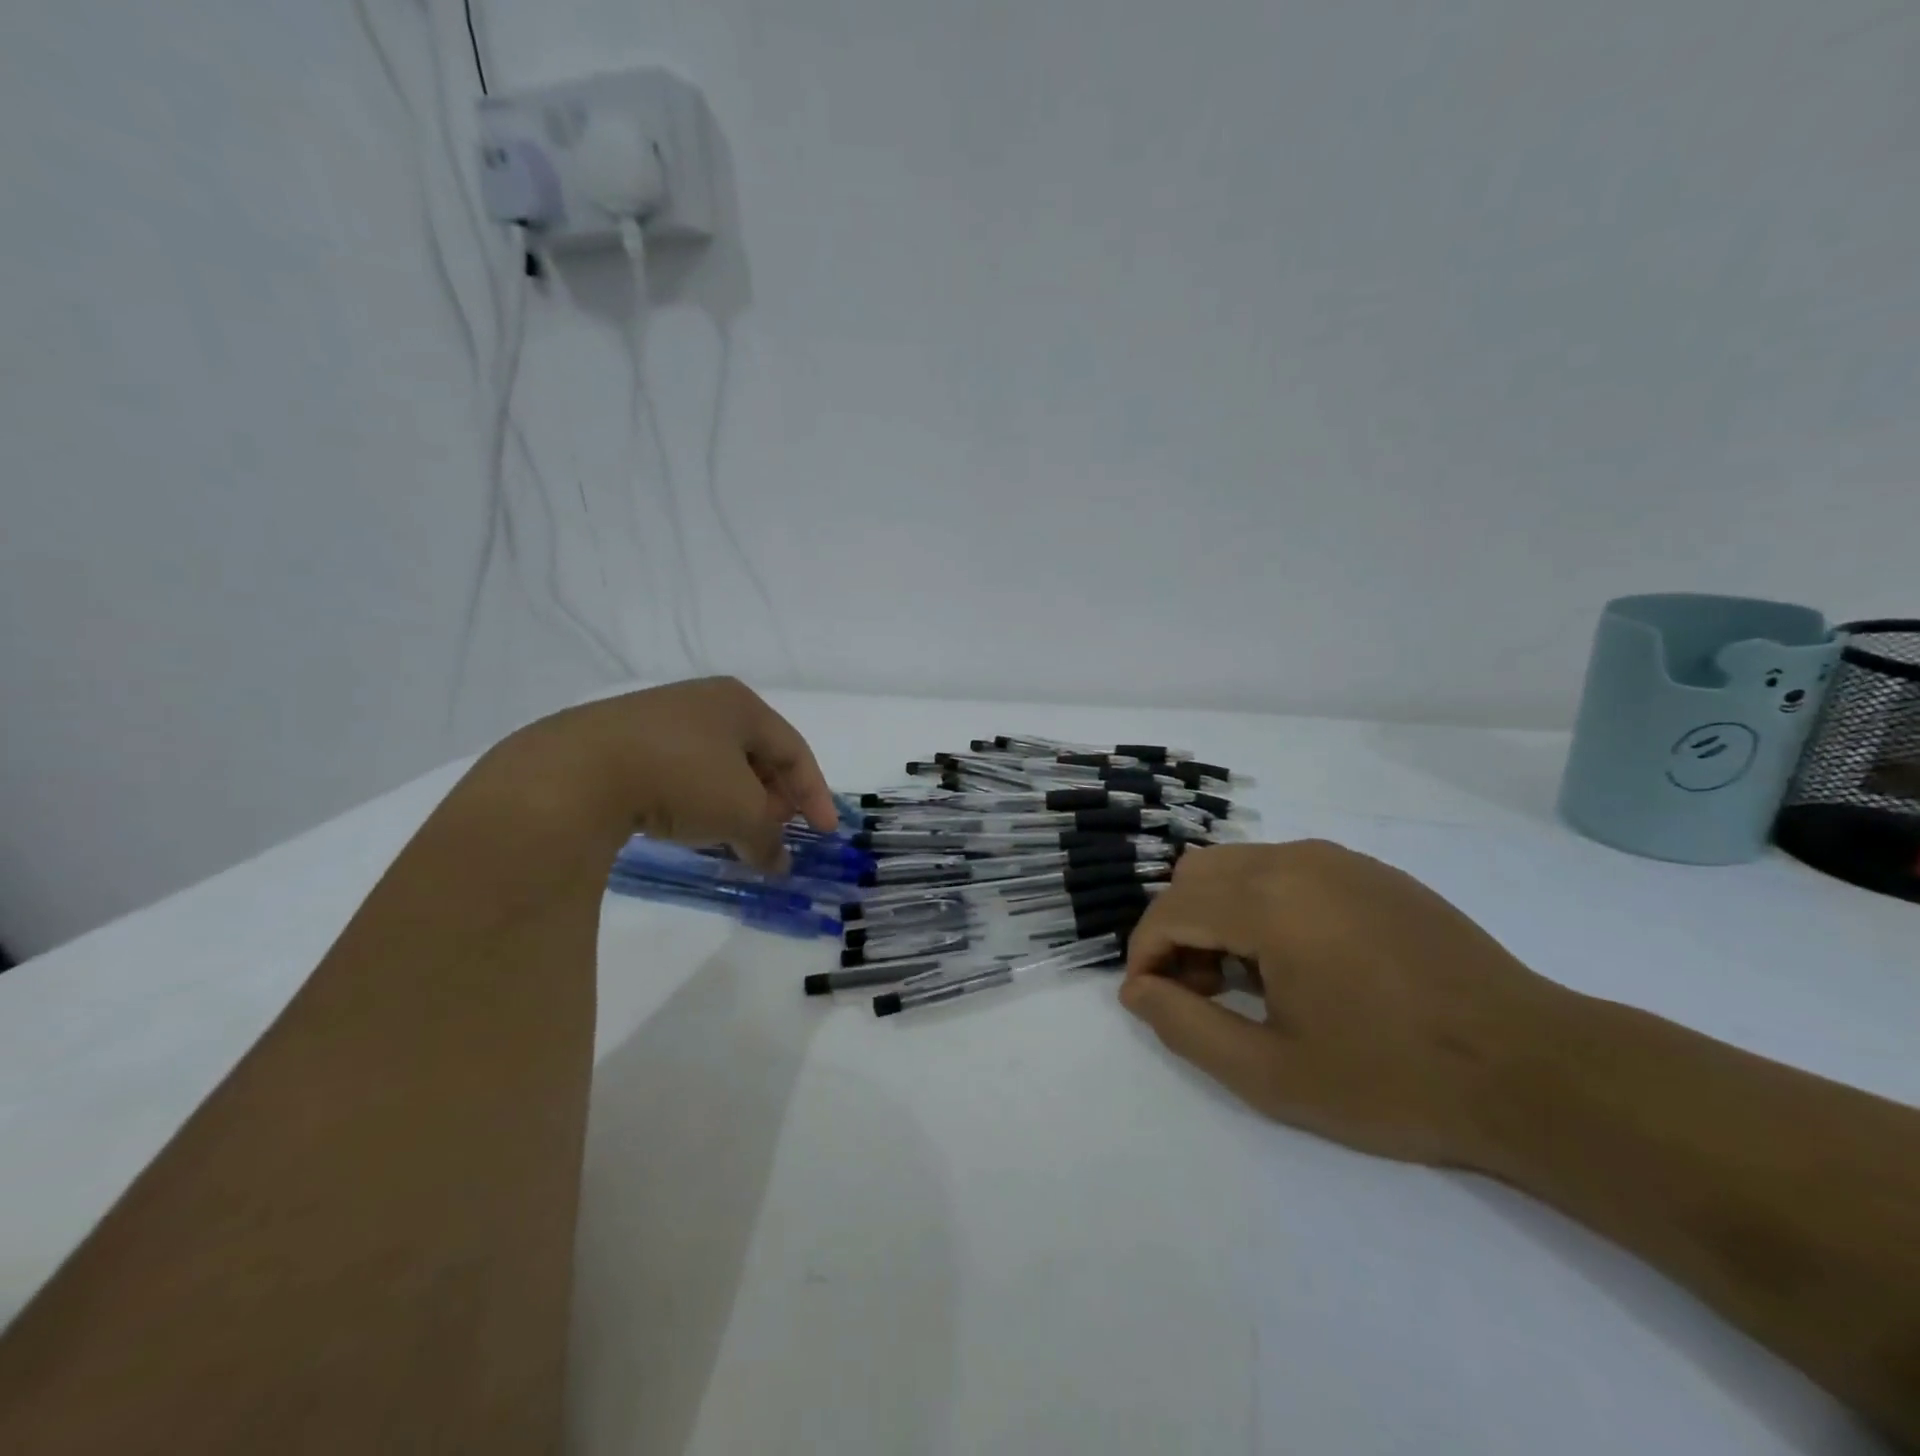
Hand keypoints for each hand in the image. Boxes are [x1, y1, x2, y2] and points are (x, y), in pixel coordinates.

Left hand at [495, 677, 836, 873]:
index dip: (814, 793)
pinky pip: (678, 772)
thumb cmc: (681, 778)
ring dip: (735, 803)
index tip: (825, 833)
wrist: (574, 774)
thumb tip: (778, 862)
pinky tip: (690, 827)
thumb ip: (769, 838)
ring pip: (715, 766)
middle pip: (755, 755)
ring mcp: (657, 719)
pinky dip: (697, 801)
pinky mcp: (619, 742)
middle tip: (776, 833)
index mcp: (740, 704)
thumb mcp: (740, 813)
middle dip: (773, 798)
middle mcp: (703, 702)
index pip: (793, 750)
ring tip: (735, 836)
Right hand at [1119, 841, 1572, 1166]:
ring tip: (1250, 979)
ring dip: (1218, 913)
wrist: (1534, 1069)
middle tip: (1205, 993)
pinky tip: (1300, 960)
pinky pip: (1284, 869)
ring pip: (1237, 865)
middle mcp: (1295, 861)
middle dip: (1179, 930)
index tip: (1153, 1001)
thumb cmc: (1395, 1079)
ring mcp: (1337, 859)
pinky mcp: (1369, 871)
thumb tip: (1136, 990)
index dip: (1145, 954)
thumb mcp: (1273, 1075)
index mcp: (1269, 902)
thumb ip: (1186, 1027)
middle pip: (1195, 876)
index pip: (1170, 909)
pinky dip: (1261, 902)